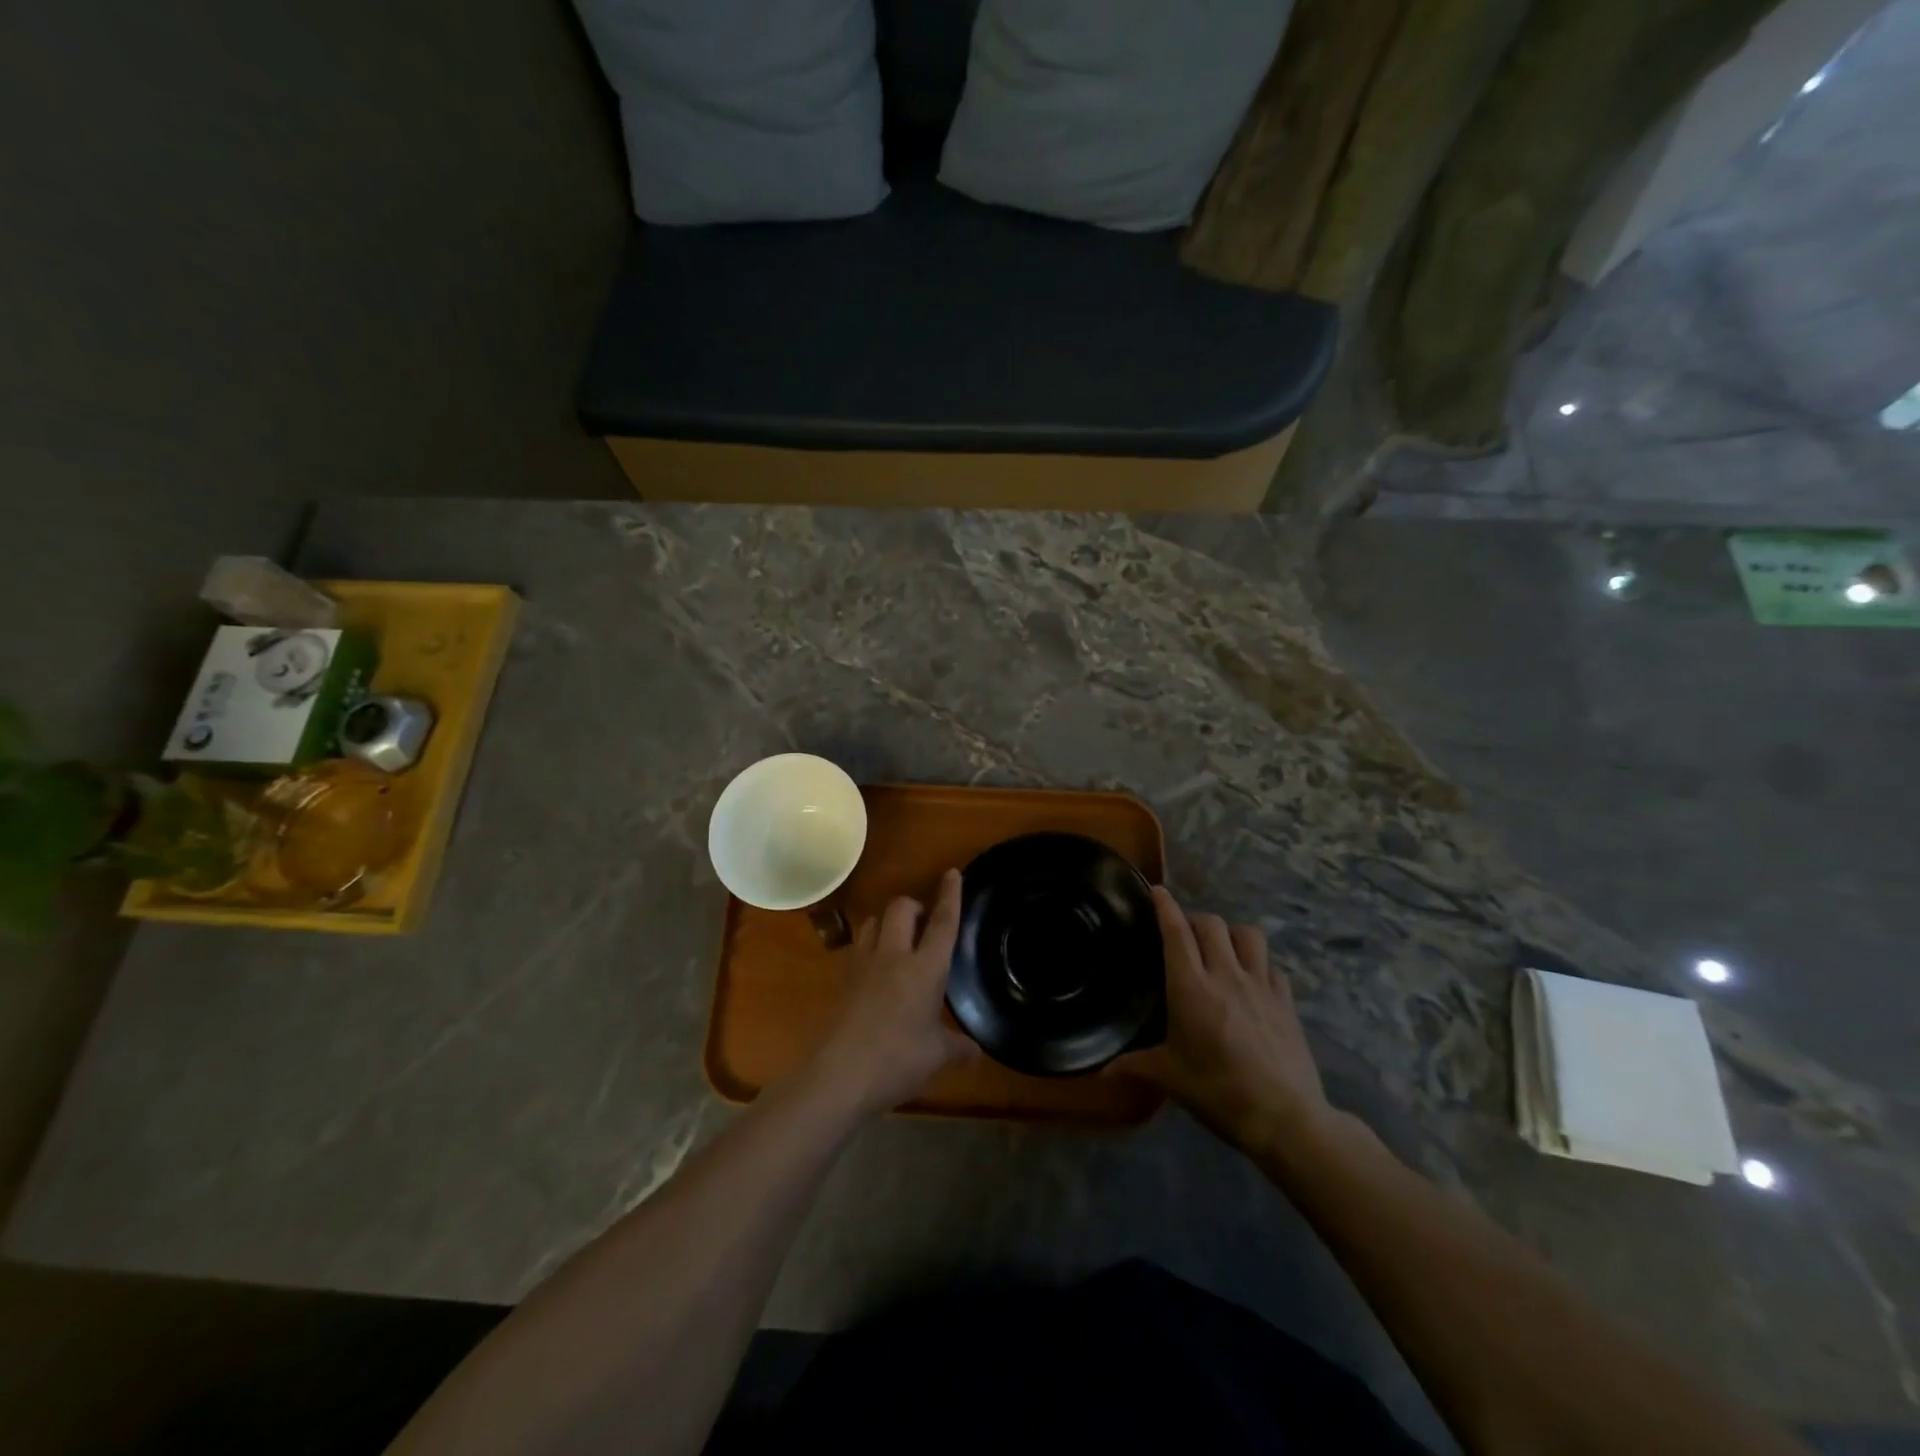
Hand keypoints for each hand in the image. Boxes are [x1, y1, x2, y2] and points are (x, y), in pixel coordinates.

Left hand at [811, 868, 978, 1115]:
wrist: (839, 1074)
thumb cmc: (897, 1060)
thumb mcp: (936, 1056)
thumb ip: (957, 1047)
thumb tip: (976, 1051)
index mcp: (925, 968)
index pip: (942, 923)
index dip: (949, 896)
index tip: (951, 872)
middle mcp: (893, 955)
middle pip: (901, 908)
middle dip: (913, 906)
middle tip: (923, 923)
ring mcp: (863, 964)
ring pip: (874, 921)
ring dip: (888, 923)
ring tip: (897, 941)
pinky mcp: (842, 979)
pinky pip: (857, 947)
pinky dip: (869, 947)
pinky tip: (874, 970)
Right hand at [1110, 887, 1334, 1154]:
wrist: (1284, 1117)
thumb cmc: (1218, 1092)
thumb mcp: (1171, 1078)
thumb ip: (1135, 1065)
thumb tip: (1101, 1072)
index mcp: (1190, 987)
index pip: (1175, 931)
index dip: (1165, 906)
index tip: (1157, 890)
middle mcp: (1225, 974)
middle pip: (1211, 924)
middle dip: (1194, 921)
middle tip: (1184, 936)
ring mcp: (1260, 984)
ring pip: (1248, 935)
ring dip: (1231, 934)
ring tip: (1221, 949)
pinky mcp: (1287, 1000)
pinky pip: (1272, 965)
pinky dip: (1259, 963)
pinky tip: (1253, 980)